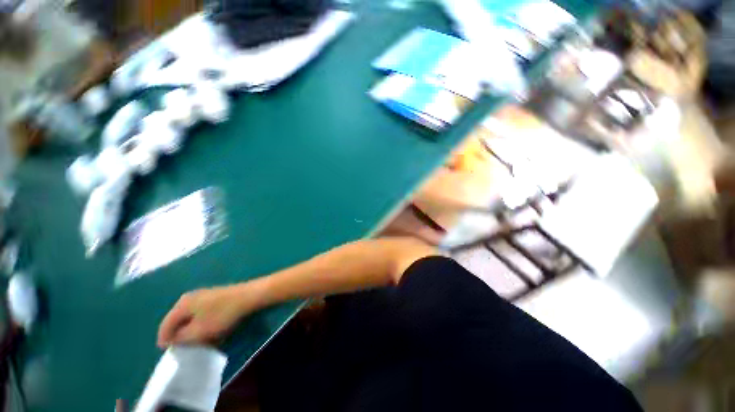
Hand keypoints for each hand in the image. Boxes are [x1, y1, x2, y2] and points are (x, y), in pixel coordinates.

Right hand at [157, 285, 253, 347]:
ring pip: (191, 318)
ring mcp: (203, 296)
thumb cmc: (222, 314)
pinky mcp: (215, 298)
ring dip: (193, 331)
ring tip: (199, 342)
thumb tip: (172, 340)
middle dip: (180, 335)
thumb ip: (181, 338)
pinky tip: (211, 332)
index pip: (165, 325)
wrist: (249, 296)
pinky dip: (203, 324)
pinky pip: (203, 315)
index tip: (170, 353)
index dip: (165, 341)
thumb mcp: (198, 331)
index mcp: (182, 304)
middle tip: (186, 348)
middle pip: (178, 321)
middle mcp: (190, 298)